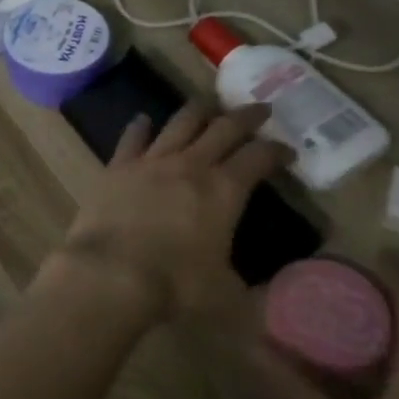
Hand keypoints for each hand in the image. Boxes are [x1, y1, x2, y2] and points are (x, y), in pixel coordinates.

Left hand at [55, 104, 288, 320]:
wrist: (111, 272)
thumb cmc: (175, 285)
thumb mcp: (227, 294)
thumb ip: (248, 287)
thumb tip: (265, 292)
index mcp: (224, 191)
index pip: (258, 158)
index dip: (277, 151)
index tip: (287, 151)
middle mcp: (190, 166)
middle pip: (223, 129)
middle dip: (246, 117)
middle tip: (259, 109)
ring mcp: (150, 162)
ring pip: (179, 124)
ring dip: (197, 112)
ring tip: (208, 104)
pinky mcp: (117, 167)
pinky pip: (132, 138)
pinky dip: (140, 127)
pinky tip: (143, 120)